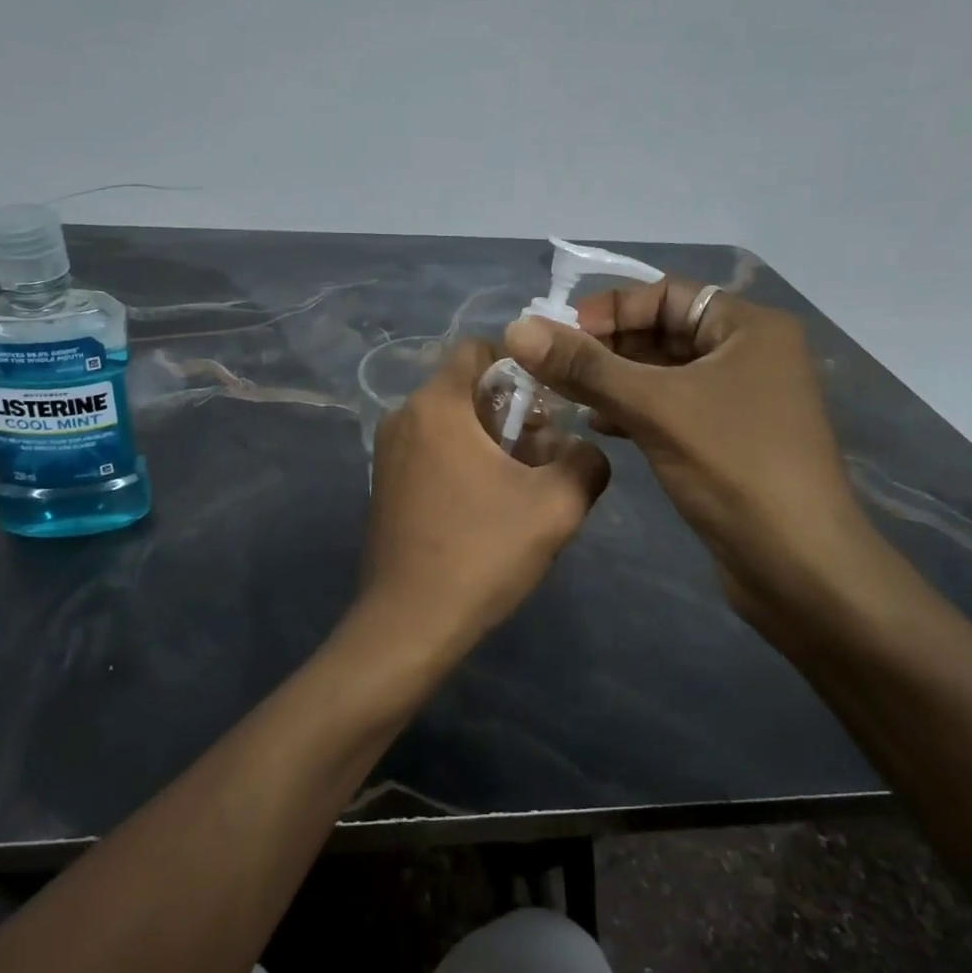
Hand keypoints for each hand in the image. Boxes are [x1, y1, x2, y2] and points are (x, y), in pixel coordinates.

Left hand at [357, 339, 610, 658]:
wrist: (409, 623)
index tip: (551, 401)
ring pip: (450, 421)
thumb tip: (581, 449)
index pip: (478, 349)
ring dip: (489, 438)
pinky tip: (488, 504)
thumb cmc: (481, 553)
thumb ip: (585, 461)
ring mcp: (388, 452)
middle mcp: (403, 416)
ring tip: (523, 482)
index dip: (521, 364)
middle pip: (466, 387)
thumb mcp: (557, 506)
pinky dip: (463, 458)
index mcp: (437, 405)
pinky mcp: (385, 483)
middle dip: (510, 409)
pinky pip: (432, 449)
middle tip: (545, 450)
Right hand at [502, 279, 871, 628]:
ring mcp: (739, 399)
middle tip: (551, 367)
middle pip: (661, 331)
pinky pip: (669, 407)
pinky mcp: (726, 438)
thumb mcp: (655, 408)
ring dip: (612, 380)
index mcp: (748, 327)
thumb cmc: (735, 468)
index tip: (559, 336)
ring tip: (564, 395)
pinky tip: (597, 425)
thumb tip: (517, 329)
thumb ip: (585, 366)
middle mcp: (747, 353)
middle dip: (605, 347)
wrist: (800, 567)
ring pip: (661, 373)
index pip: (664, 294)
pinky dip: (632, 409)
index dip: (608, 309)